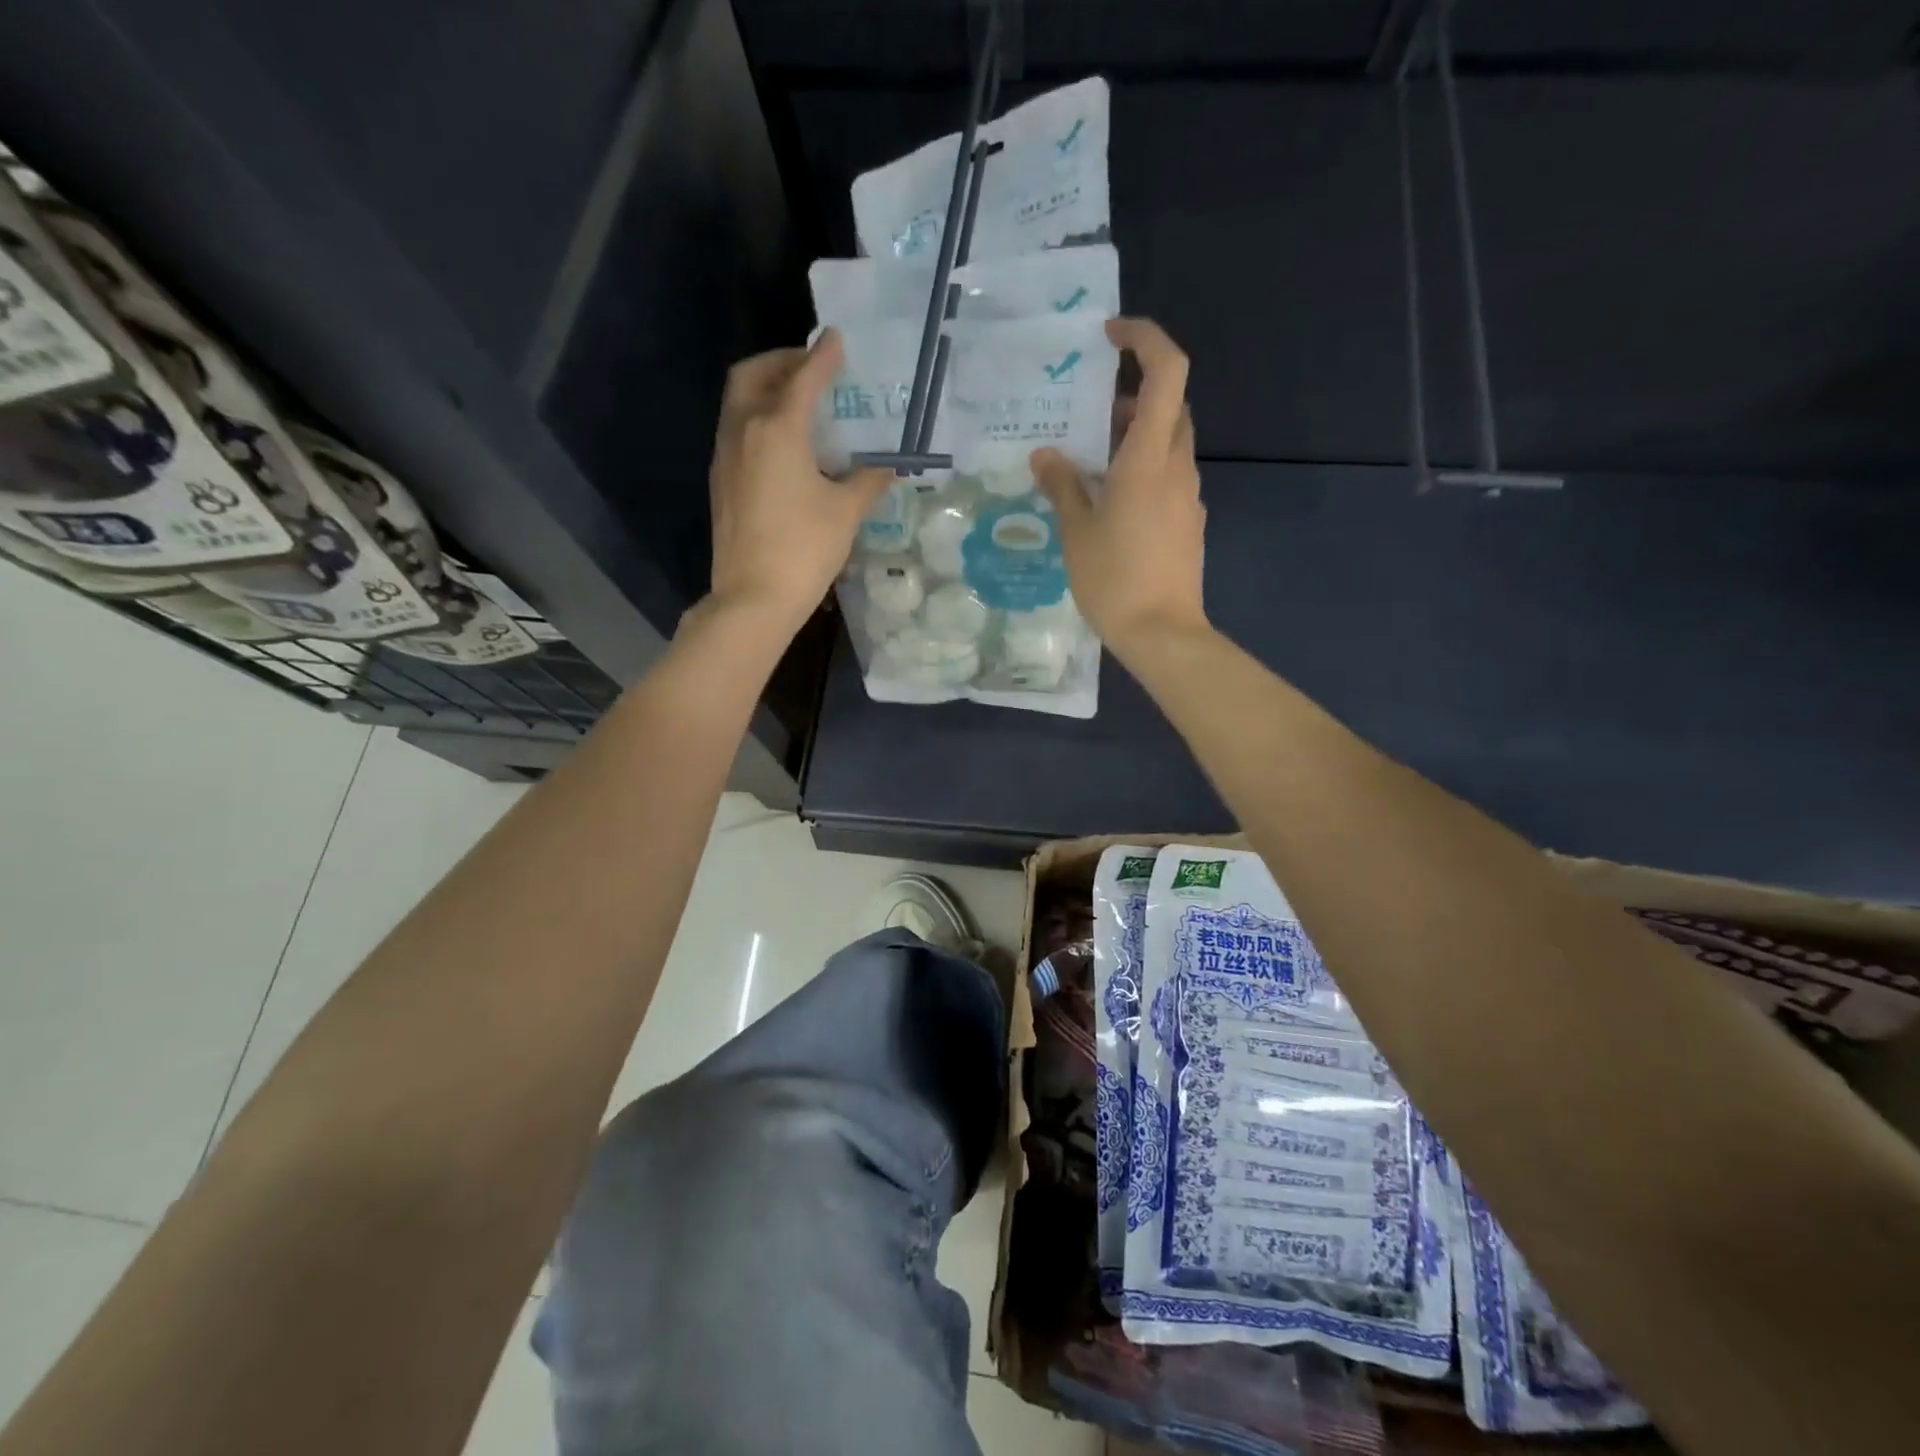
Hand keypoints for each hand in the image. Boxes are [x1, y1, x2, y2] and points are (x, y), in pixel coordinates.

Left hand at [703, 329, 890, 635]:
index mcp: (777, 430)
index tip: (837, 338)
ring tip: (799, 402)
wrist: (753, 598)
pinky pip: (736, 430)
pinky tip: (784, 444)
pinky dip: (758, 418)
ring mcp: (726, 456)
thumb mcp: (846, 513)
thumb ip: (868, 481)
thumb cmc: (804, 550)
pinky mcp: (721, 481)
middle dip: (781, 361)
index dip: (823, 357)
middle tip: (810, 367)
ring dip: (766, 388)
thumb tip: (886, 466)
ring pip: (739, 402)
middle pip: (753, 375)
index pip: (802, 379)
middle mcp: (744, 431)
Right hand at [1031, 317, 1207, 656]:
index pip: (1167, 371)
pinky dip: (1143, 469)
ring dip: (1136, 436)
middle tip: (1089, 413)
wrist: (1163, 634)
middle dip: (1133, 394)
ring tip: (1090, 461)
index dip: (1145, 339)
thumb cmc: (1115, 580)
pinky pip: (1168, 477)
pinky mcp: (1188, 522)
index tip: (1110, 337)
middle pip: (1170, 405)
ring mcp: (1188, 496)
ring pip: (1169, 443)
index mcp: (1149, 458)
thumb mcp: (1076, 531)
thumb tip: (1045, 455)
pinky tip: (1110, 501)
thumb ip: (1061, 485)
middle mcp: (1177, 467)